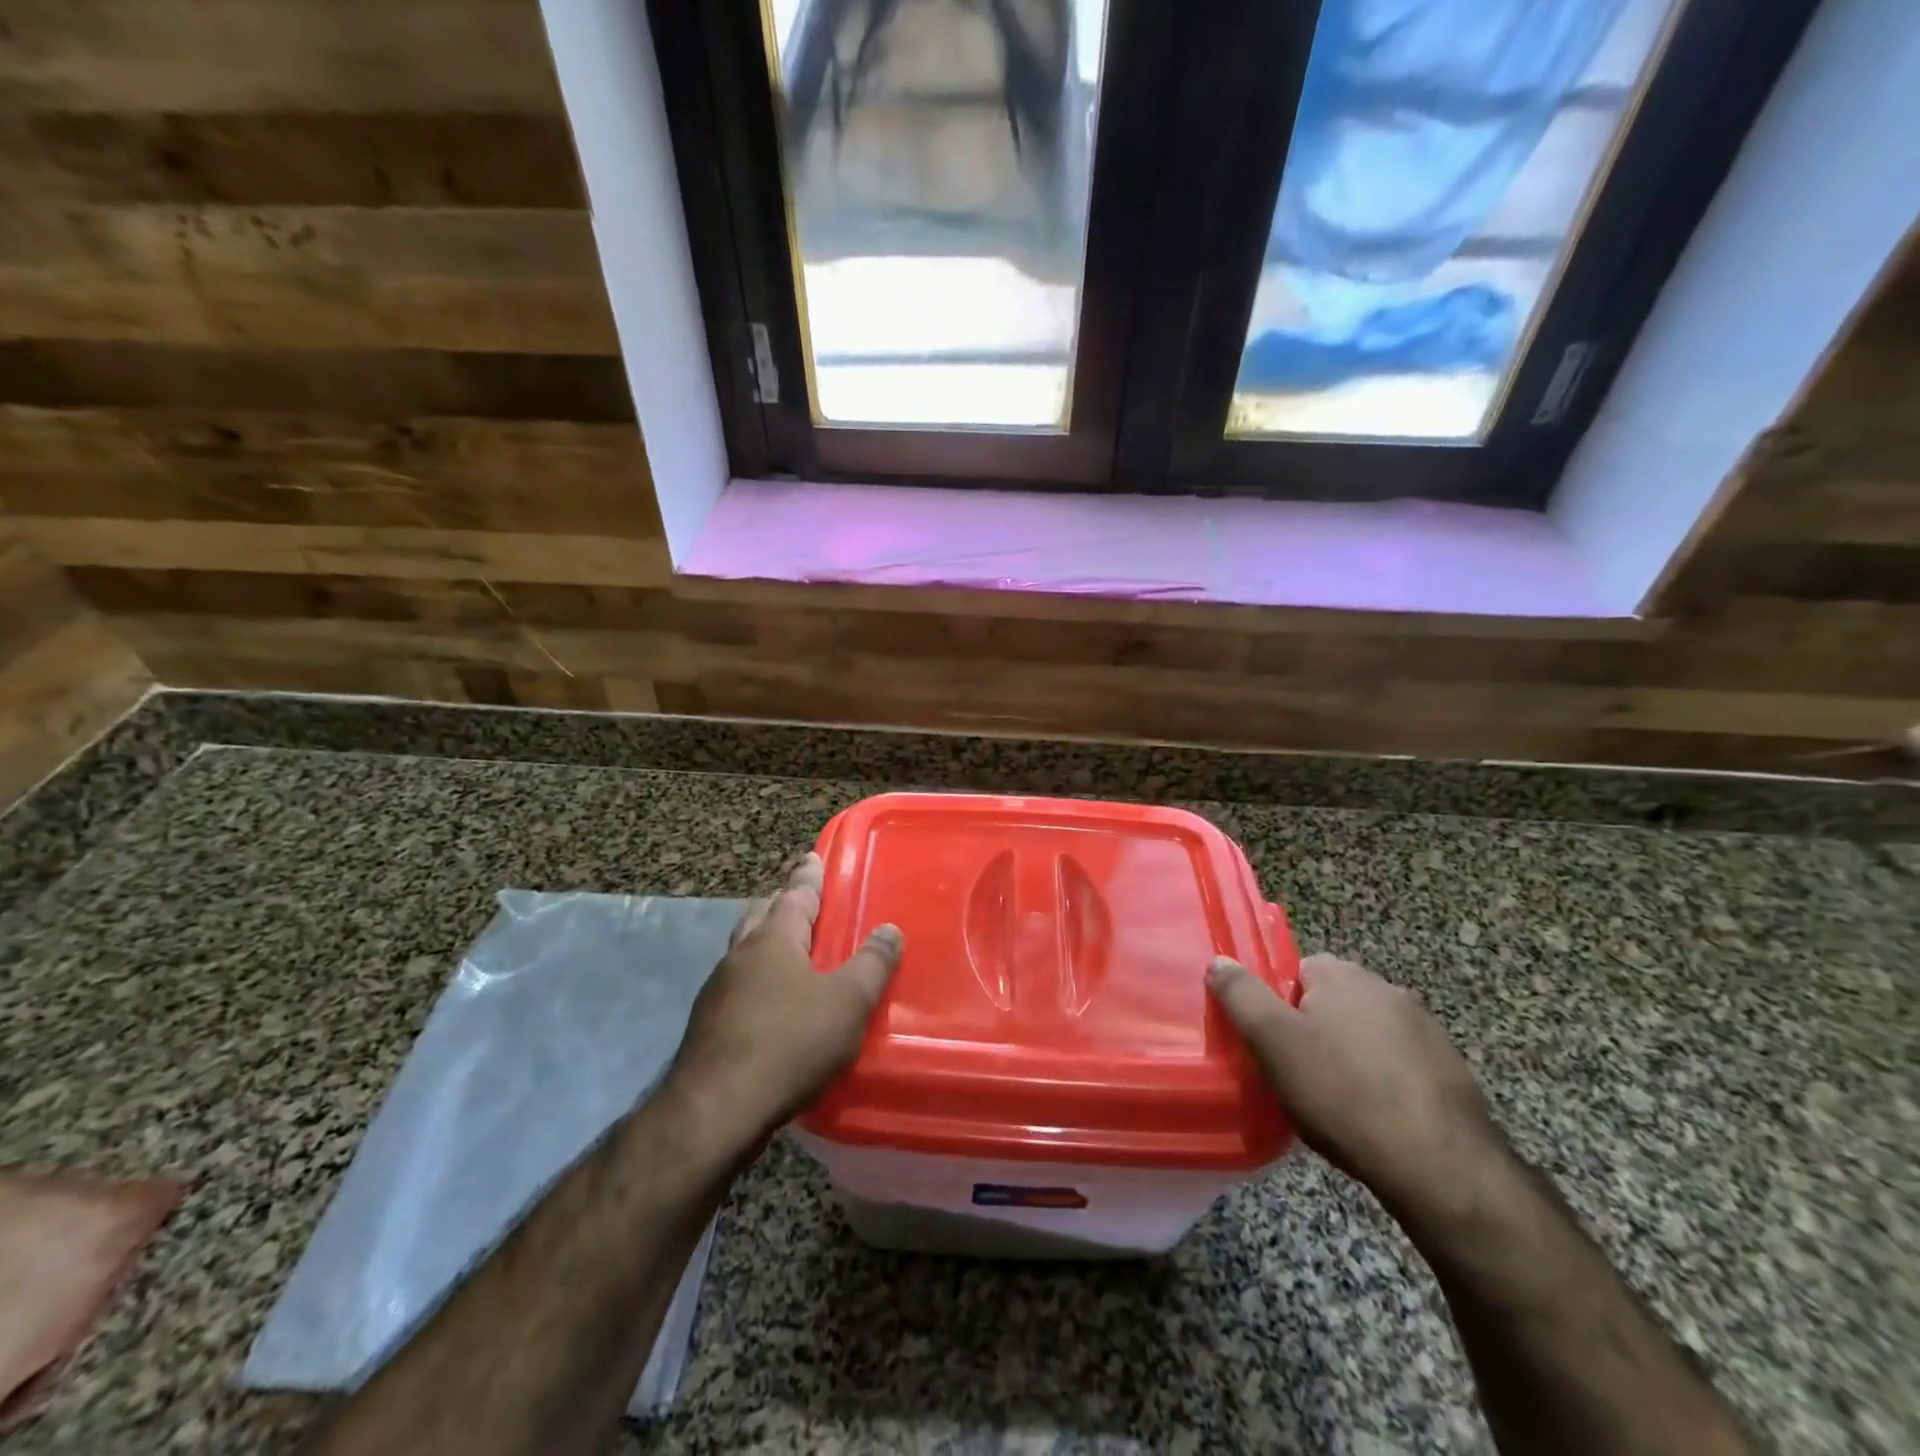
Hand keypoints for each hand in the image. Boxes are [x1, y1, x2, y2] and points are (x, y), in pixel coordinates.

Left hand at [666, 853, 902, 1141]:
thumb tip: (890, 929)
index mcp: (773, 939)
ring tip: (786, 948)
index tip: (811, 857)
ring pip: (744, 951)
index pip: (795, 895)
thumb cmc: (789, 1043)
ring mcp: (717, 990)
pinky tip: (768, 1002)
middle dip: (780, 903)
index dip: (808, 876)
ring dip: (765, 941)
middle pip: (761, 915)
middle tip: (798, 898)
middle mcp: (740, 955)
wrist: (715, 1110)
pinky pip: (738, 986)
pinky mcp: (708, 1026)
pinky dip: (756, 979)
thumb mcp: (847, 1003)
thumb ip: (872, 965)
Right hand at [1208, 953, 1504, 1226]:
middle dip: (1314, 1031)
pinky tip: (1376, 1118)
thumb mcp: (1273, 1043)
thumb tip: (1219, 961)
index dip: (1279, 1007)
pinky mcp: (1451, 1069)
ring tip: (1337, 1103)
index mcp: (1342, 975)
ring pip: (1366, 1034)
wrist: (1442, 1167)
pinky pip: (1399, 1065)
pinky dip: (1384, 1082)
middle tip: (1297, 1075)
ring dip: (1351, 1057)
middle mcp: (1386, 988)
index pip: (1296, 972)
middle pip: (1332, 1002)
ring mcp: (1426, 1029)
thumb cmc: (1343, 1095)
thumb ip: (1241, 995)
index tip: (1273, 1045)